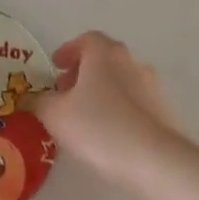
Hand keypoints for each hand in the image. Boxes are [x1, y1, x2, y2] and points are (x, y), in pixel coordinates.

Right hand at [40, 32, 179, 185]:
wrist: (153, 159)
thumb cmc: (98, 127)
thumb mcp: (55, 115)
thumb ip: (40, 101)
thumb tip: (35, 98)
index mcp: (105, 54)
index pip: (86, 40)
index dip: (68, 51)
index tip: (55, 66)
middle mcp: (131, 62)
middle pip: (104, 59)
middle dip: (82, 72)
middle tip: (64, 92)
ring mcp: (151, 86)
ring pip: (119, 81)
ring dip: (99, 91)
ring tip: (82, 116)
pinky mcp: (163, 111)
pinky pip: (132, 102)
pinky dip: (116, 108)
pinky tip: (105, 132)